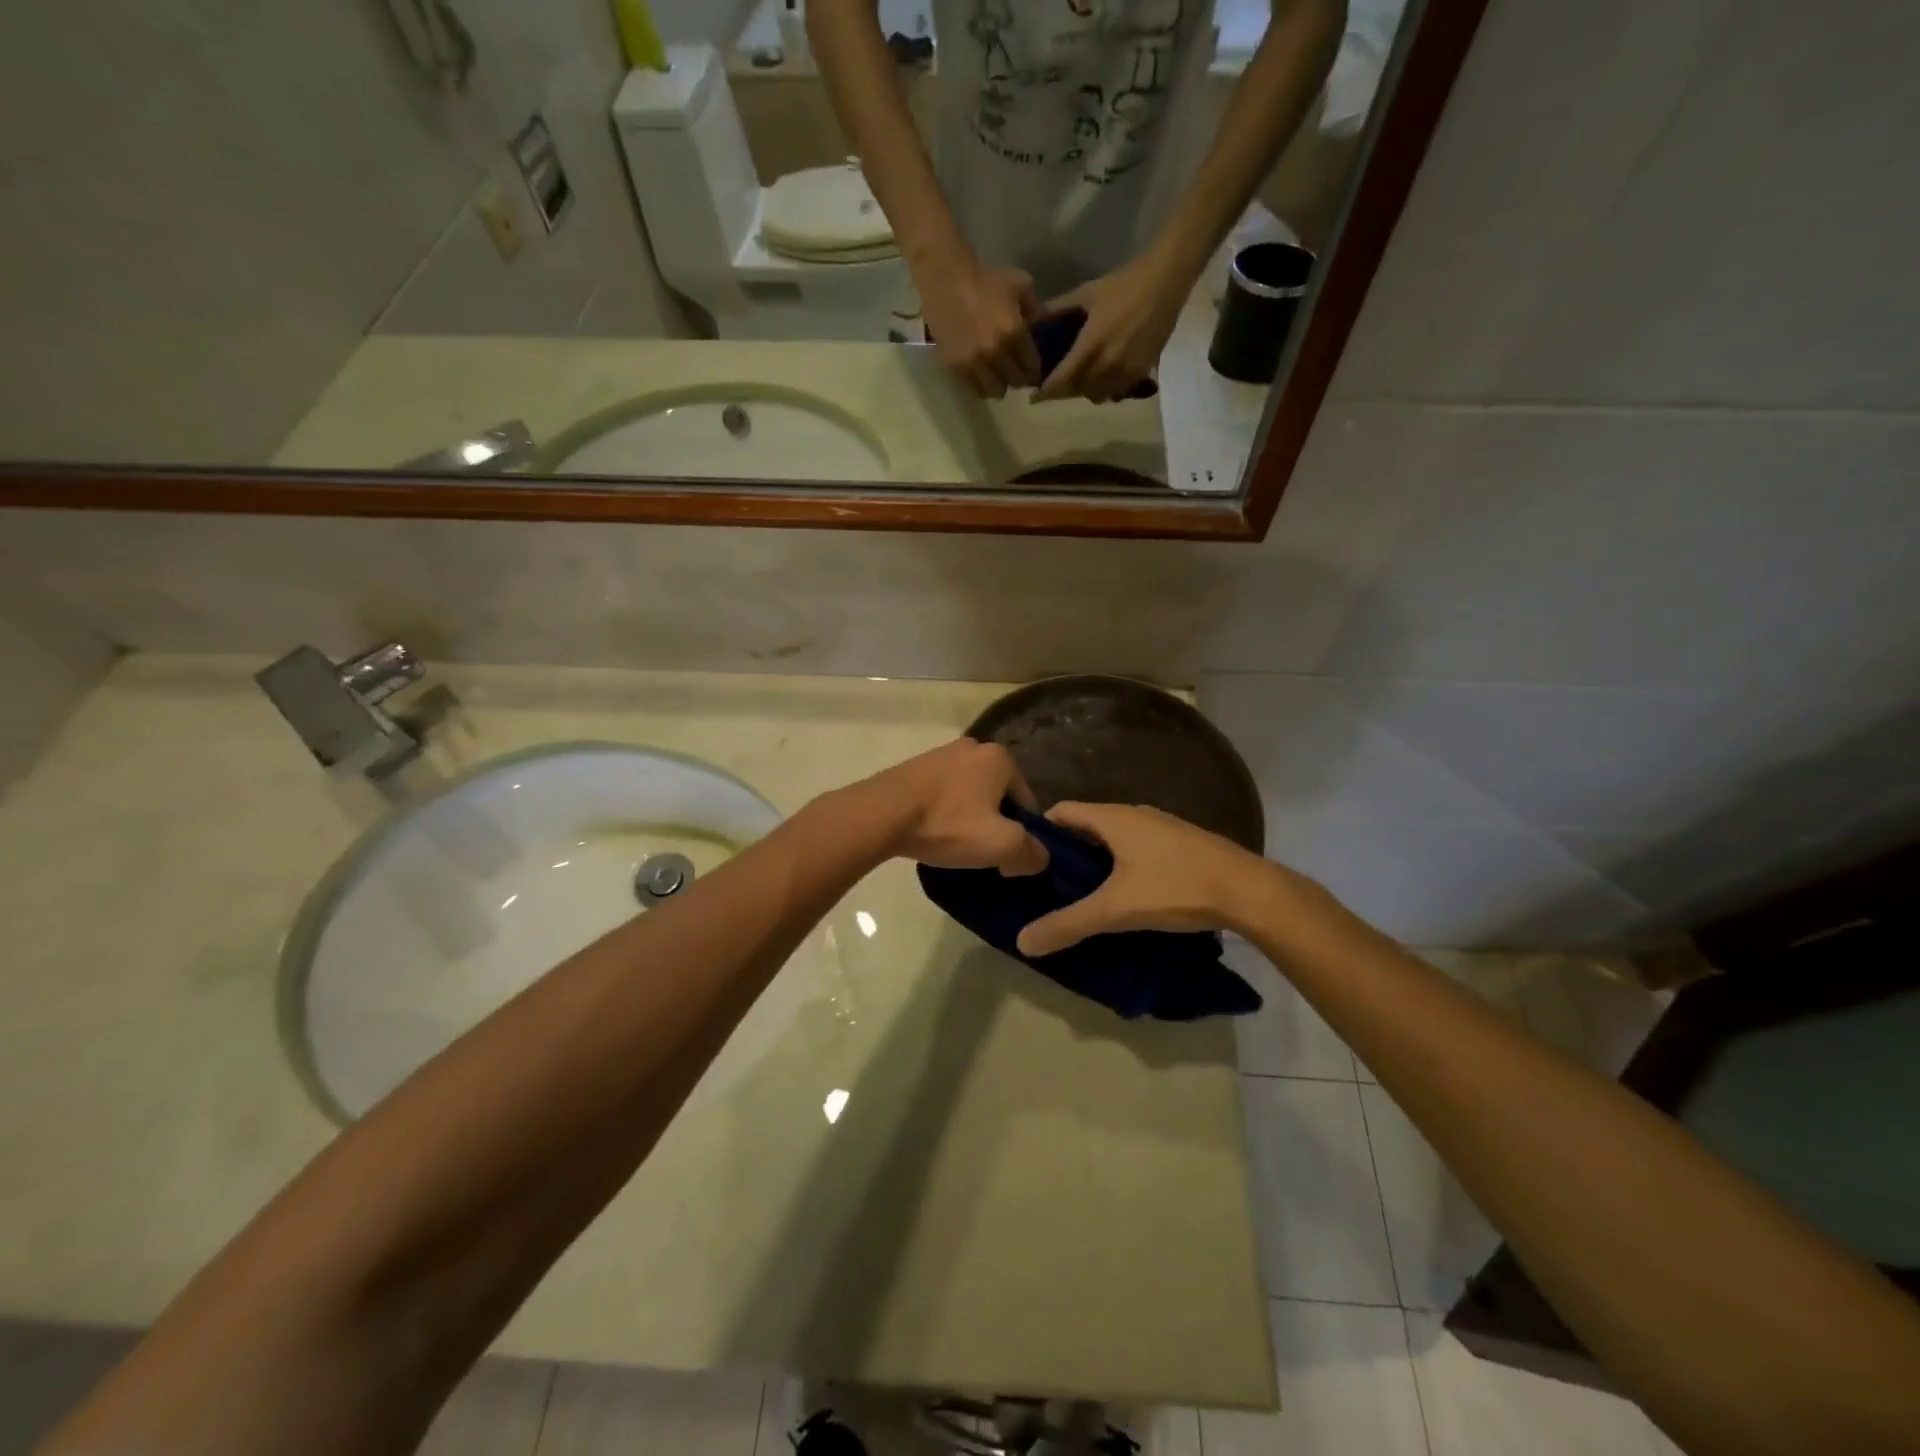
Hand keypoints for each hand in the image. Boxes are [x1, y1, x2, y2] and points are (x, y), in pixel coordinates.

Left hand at [854, 739, 1048, 874]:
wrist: (882, 813)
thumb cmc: (947, 824)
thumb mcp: (1000, 845)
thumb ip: (1031, 852)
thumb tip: (1039, 857)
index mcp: (1001, 758)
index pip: (1027, 803)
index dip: (1022, 836)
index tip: (1005, 859)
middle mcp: (975, 746)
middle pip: (999, 797)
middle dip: (995, 824)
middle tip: (980, 852)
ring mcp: (943, 753)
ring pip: (971, 794)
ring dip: (969, 818)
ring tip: (954, 843)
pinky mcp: (917, 765)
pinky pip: (945, 792)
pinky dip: (945, 811)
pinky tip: (934, 830)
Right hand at [918, 257, 1043, 397]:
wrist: (946, 278)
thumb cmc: (986, 279)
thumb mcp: (1020, 284)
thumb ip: (1036, 308)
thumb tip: (1044, 327)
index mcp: (1014, 333)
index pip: (1032, 368)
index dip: (1034, 371)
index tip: (1032, 368)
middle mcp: (995, 353)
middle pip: (1015, 382)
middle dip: (1018, 377)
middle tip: (1015, 370)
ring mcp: (974, 362)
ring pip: (995, 391)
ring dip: (999, 384)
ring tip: (997, 375)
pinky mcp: (956, 367)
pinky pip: (974, 388)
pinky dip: (981, 385)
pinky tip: (981, 374)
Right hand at [1016, 802, 1278, 955]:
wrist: (1249, 891)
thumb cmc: (1175, 888)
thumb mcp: (1116, 910)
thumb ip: (1068, 924)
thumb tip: (1021, 942)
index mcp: (1113, 818)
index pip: (1061, 811)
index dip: (1040, 833)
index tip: (1027, 863)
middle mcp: (1135, 814)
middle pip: (1086, 826)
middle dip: (1066, 853)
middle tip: (1050, 887)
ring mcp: (1162, 827)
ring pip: (1115, 839)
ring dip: (1096, 862)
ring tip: (1084, 896)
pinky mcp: (1182, 844)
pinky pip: (1138, 848)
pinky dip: (1123, 866)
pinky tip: (1127, 896)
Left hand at [1032, 253, 1186, 403]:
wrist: (1165, 281)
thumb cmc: (1123, 284)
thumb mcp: (1086, 293)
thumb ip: (1058, 309)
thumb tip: (1033, 320)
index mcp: (1091, 346)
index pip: (1063, 380)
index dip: (1046, 392)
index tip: (1034, 397)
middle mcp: (1108, 365)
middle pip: (1078, 392)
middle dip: (1064, 391)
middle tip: (1056, 384)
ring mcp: (1127, 371)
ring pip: (1098, 395)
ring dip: (1086, 391)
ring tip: (1079, 380)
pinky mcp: (1142, 372)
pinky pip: (1118, 392)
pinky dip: (1106, 389)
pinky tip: (1103, 377)